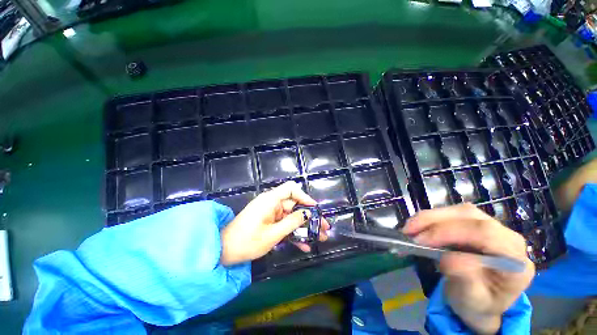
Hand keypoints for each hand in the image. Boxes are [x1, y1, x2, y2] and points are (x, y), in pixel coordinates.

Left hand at [220, 181, 329, 265]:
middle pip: (295, 205)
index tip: (315, 208)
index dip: (304, 196)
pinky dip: (293, 233)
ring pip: (292, 217)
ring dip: (304, 227)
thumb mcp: (273, 234)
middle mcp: (272, 203)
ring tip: (320, 238)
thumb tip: (308, 213)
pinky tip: (305, 245)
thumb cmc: (246, 242)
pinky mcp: (269, 222)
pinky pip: (284, 224)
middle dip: (310, 216)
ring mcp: (271, 213)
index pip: (291, 189)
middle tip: (324, 227)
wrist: (223, 252)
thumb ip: (292, 222)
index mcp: (271, 200)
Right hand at [403, 203, 534, 334]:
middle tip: (408, 231)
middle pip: (469, 216)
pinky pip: (451, 214)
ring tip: (408, 229)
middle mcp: (507, 237)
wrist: (480, 301)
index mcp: (515, 259)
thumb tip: (448, 258)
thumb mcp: (473, 302)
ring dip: (429, 217)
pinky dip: (430, 219)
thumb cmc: (478, 304)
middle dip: (434, 221)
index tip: (420, 241)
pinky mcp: (475, 224)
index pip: (485, 233)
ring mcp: (492, 227)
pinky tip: (417, 227)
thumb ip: (467, 282)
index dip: (449, 232)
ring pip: (458, 211)